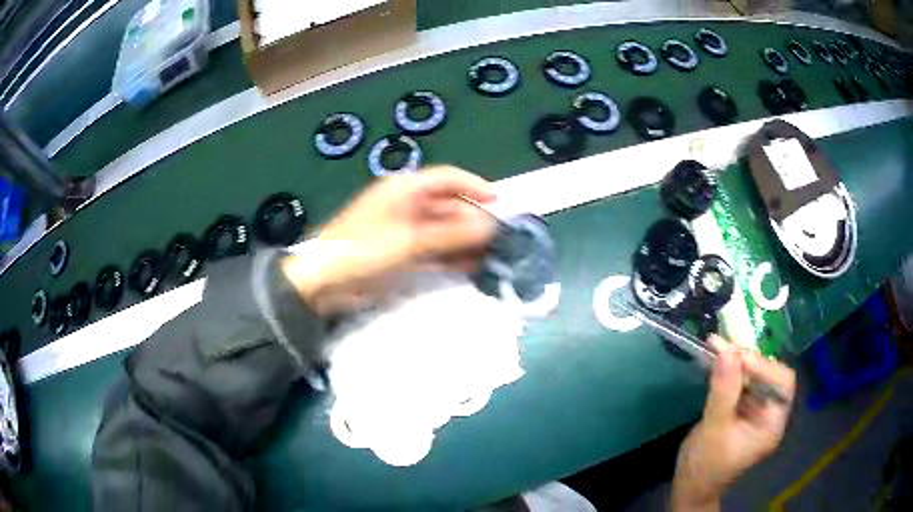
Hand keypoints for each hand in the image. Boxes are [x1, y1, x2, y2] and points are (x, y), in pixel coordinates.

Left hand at [282, 165, 495, 314]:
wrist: (324, 280)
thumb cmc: (364, 249)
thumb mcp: (410, 239)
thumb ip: (451, 233)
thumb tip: (490, 227)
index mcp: (405, 188)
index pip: (448, 178)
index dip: (474, 187)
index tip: (500, 203)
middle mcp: (407, 203)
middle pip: (448, 205)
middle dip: (474, 219)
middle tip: (500, 237)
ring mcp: (404, 229)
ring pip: (443, 229)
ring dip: (465, 240)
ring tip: (491, 254)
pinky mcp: (401, 252)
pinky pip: (433, 248)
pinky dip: (450, 255)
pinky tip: (470, 266)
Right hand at [671, 336, 795, 510]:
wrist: (690, 486)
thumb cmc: (705, 466)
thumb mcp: (714, 430)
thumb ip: (723, 391)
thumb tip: (726, 351)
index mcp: (772, 423)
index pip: (781, 384)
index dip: (764, 366)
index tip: (737, 356)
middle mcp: (769, 412)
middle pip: (768, 375)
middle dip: (748, 359)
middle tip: (724, 345)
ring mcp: (755, 409)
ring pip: (753, 374)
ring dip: (736, 360)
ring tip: (717, 345)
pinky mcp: (741, 407)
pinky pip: (740, 381)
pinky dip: (728, 369)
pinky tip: (716, 358)